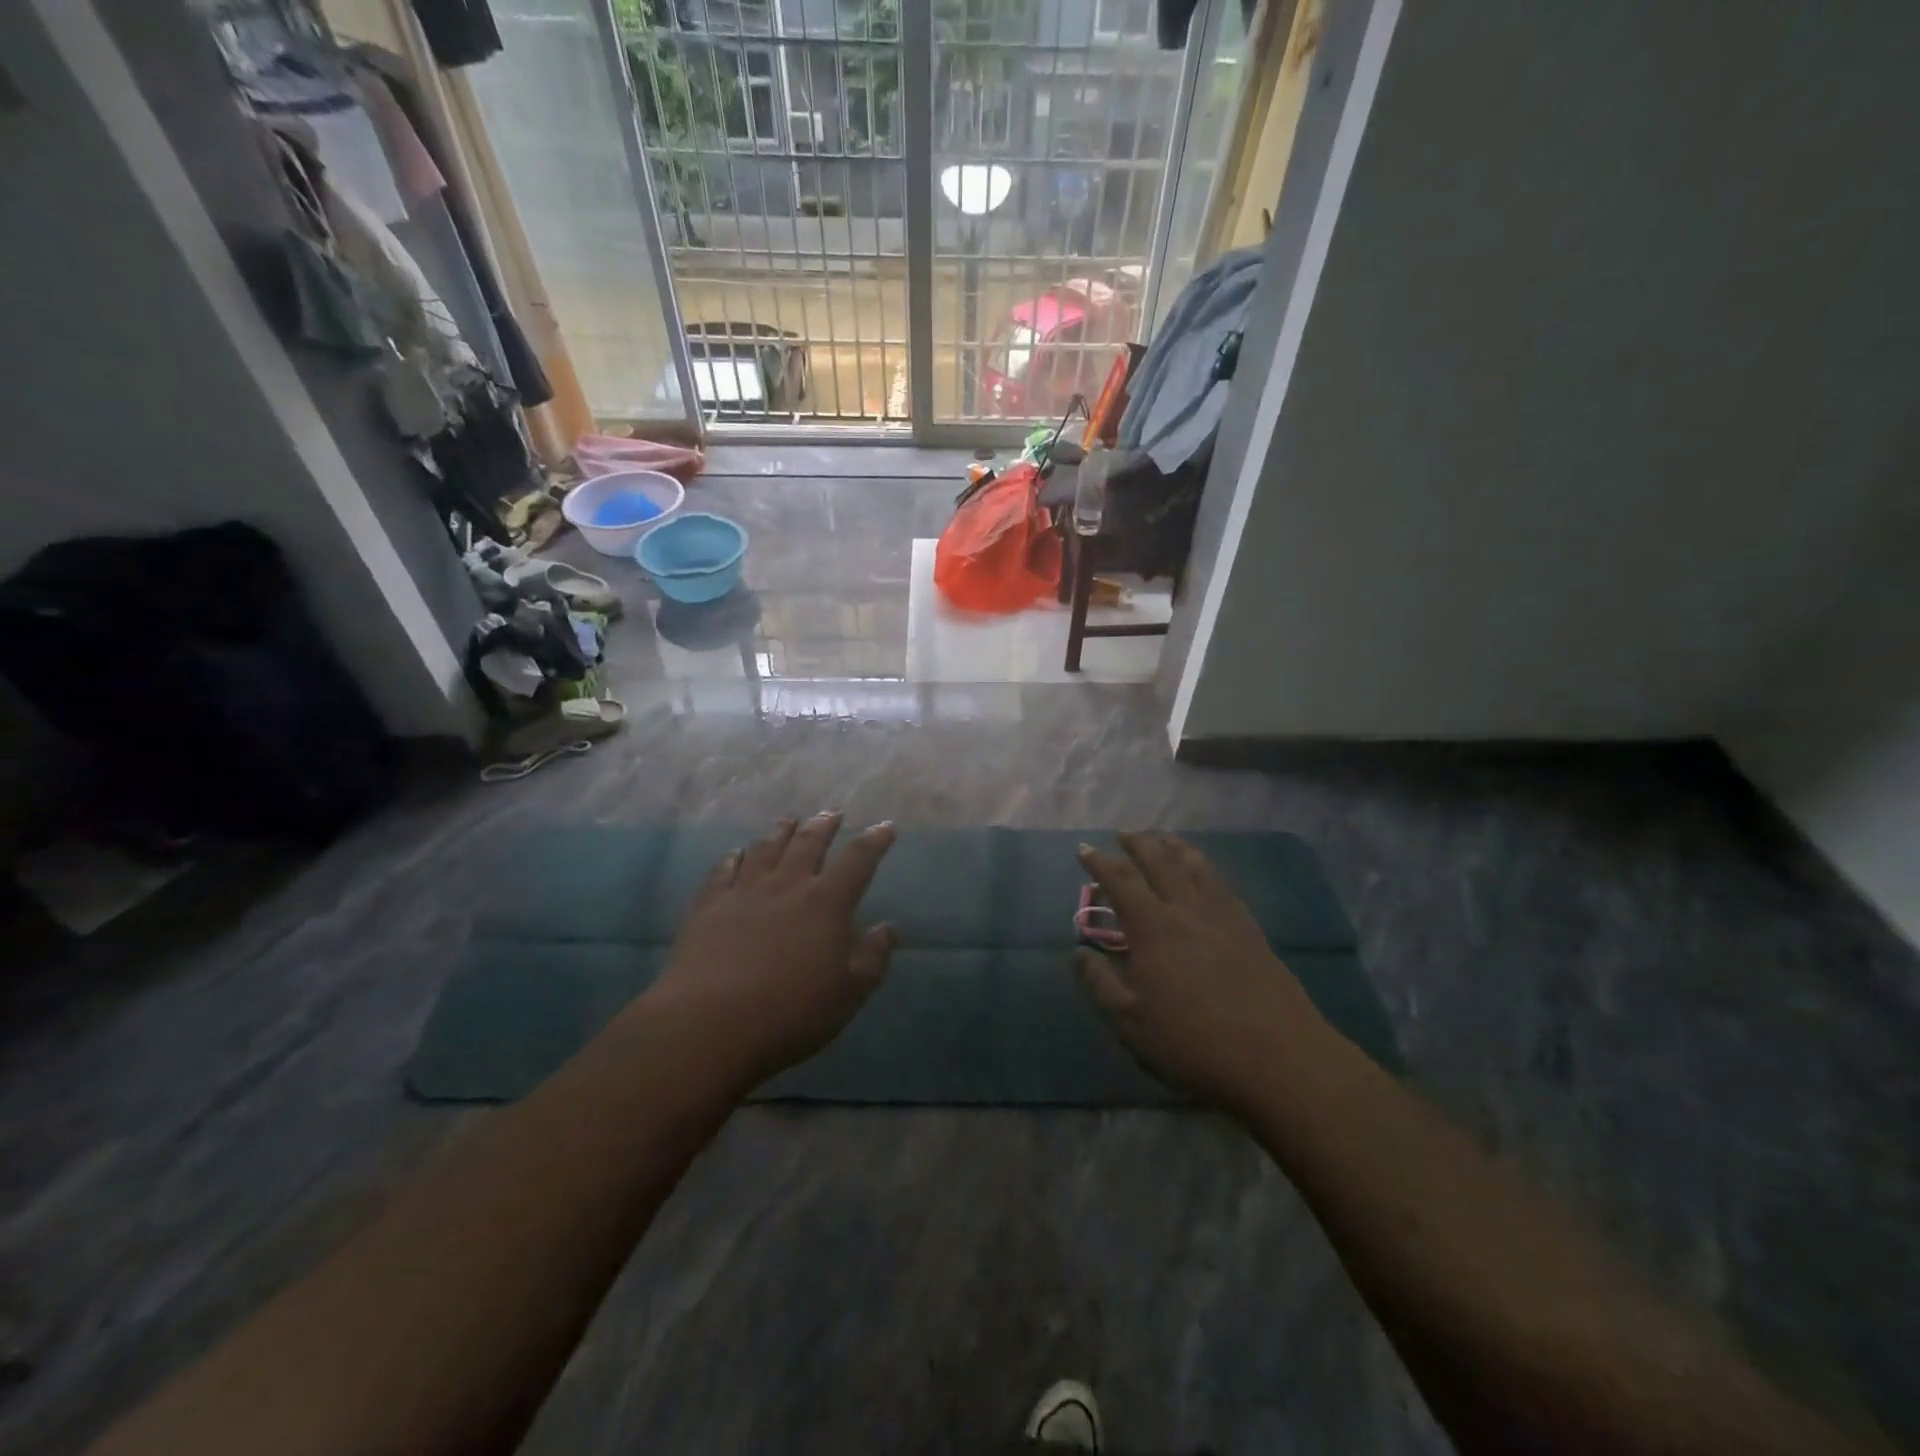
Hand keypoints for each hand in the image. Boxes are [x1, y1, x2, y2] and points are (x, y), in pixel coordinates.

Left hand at [643, 813, 896, 1088]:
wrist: (708, 1024)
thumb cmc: (790, 1013)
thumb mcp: (849, 994)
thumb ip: (873, 958)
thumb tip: (888, 928)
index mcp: (827, 903)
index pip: (858, 860)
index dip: (874, 841)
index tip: (884, 827)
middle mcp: (787, 885)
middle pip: (809, 843)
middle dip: (824, 826)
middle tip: (832, 814)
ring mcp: (745, 892)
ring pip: (766, 848)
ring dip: (781, 832)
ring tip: (789, 821)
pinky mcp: (709, 906)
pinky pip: (723, 870)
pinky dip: (734, 857)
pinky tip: (736, 853)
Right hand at [1074, 832, 1328, 1113]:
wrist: (1279, 1059)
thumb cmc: (1194, 1043)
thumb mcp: (1132, 1024)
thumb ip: (1101, 984)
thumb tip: (1079, 952)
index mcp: (1153, 928)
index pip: (1121, 881)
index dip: (1100, 862)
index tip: (1084, 849)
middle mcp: (1187, 910)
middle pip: (1161, 862)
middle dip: (1139, 844)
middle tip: (1123, 834)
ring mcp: (1224, 917)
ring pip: (1197, 866)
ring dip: (1175, 848)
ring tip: (1163, 840)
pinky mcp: (1251, 931)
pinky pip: (1223, 885)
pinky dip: (1206, 869)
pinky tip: (1205, 876)